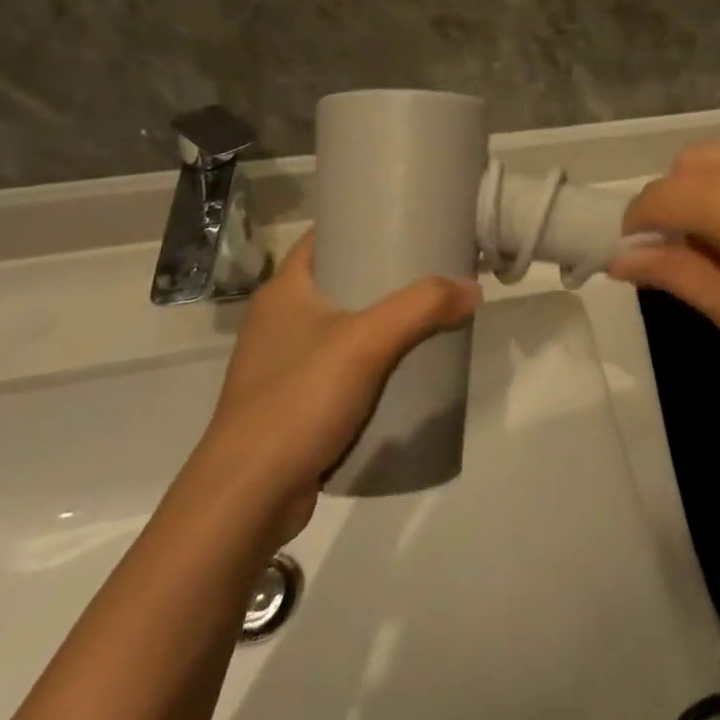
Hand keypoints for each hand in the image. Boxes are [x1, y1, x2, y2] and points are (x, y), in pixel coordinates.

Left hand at [193, 233, 481, 542]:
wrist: (246, 501)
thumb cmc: (298, 400)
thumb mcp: (367, 342)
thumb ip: (422, 307)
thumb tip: (473, 287)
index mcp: (283, 290)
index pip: (324, 235)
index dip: (362, 221)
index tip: (407, 218)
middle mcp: (278, 320)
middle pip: (339, 279)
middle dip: (384, 273)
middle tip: (431, 266)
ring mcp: (281, 364)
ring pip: (341, 324)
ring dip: (379, 319)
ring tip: (426, 312)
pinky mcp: (292, 403)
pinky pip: (339, 364)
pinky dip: (370, 359)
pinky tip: (403, 365)